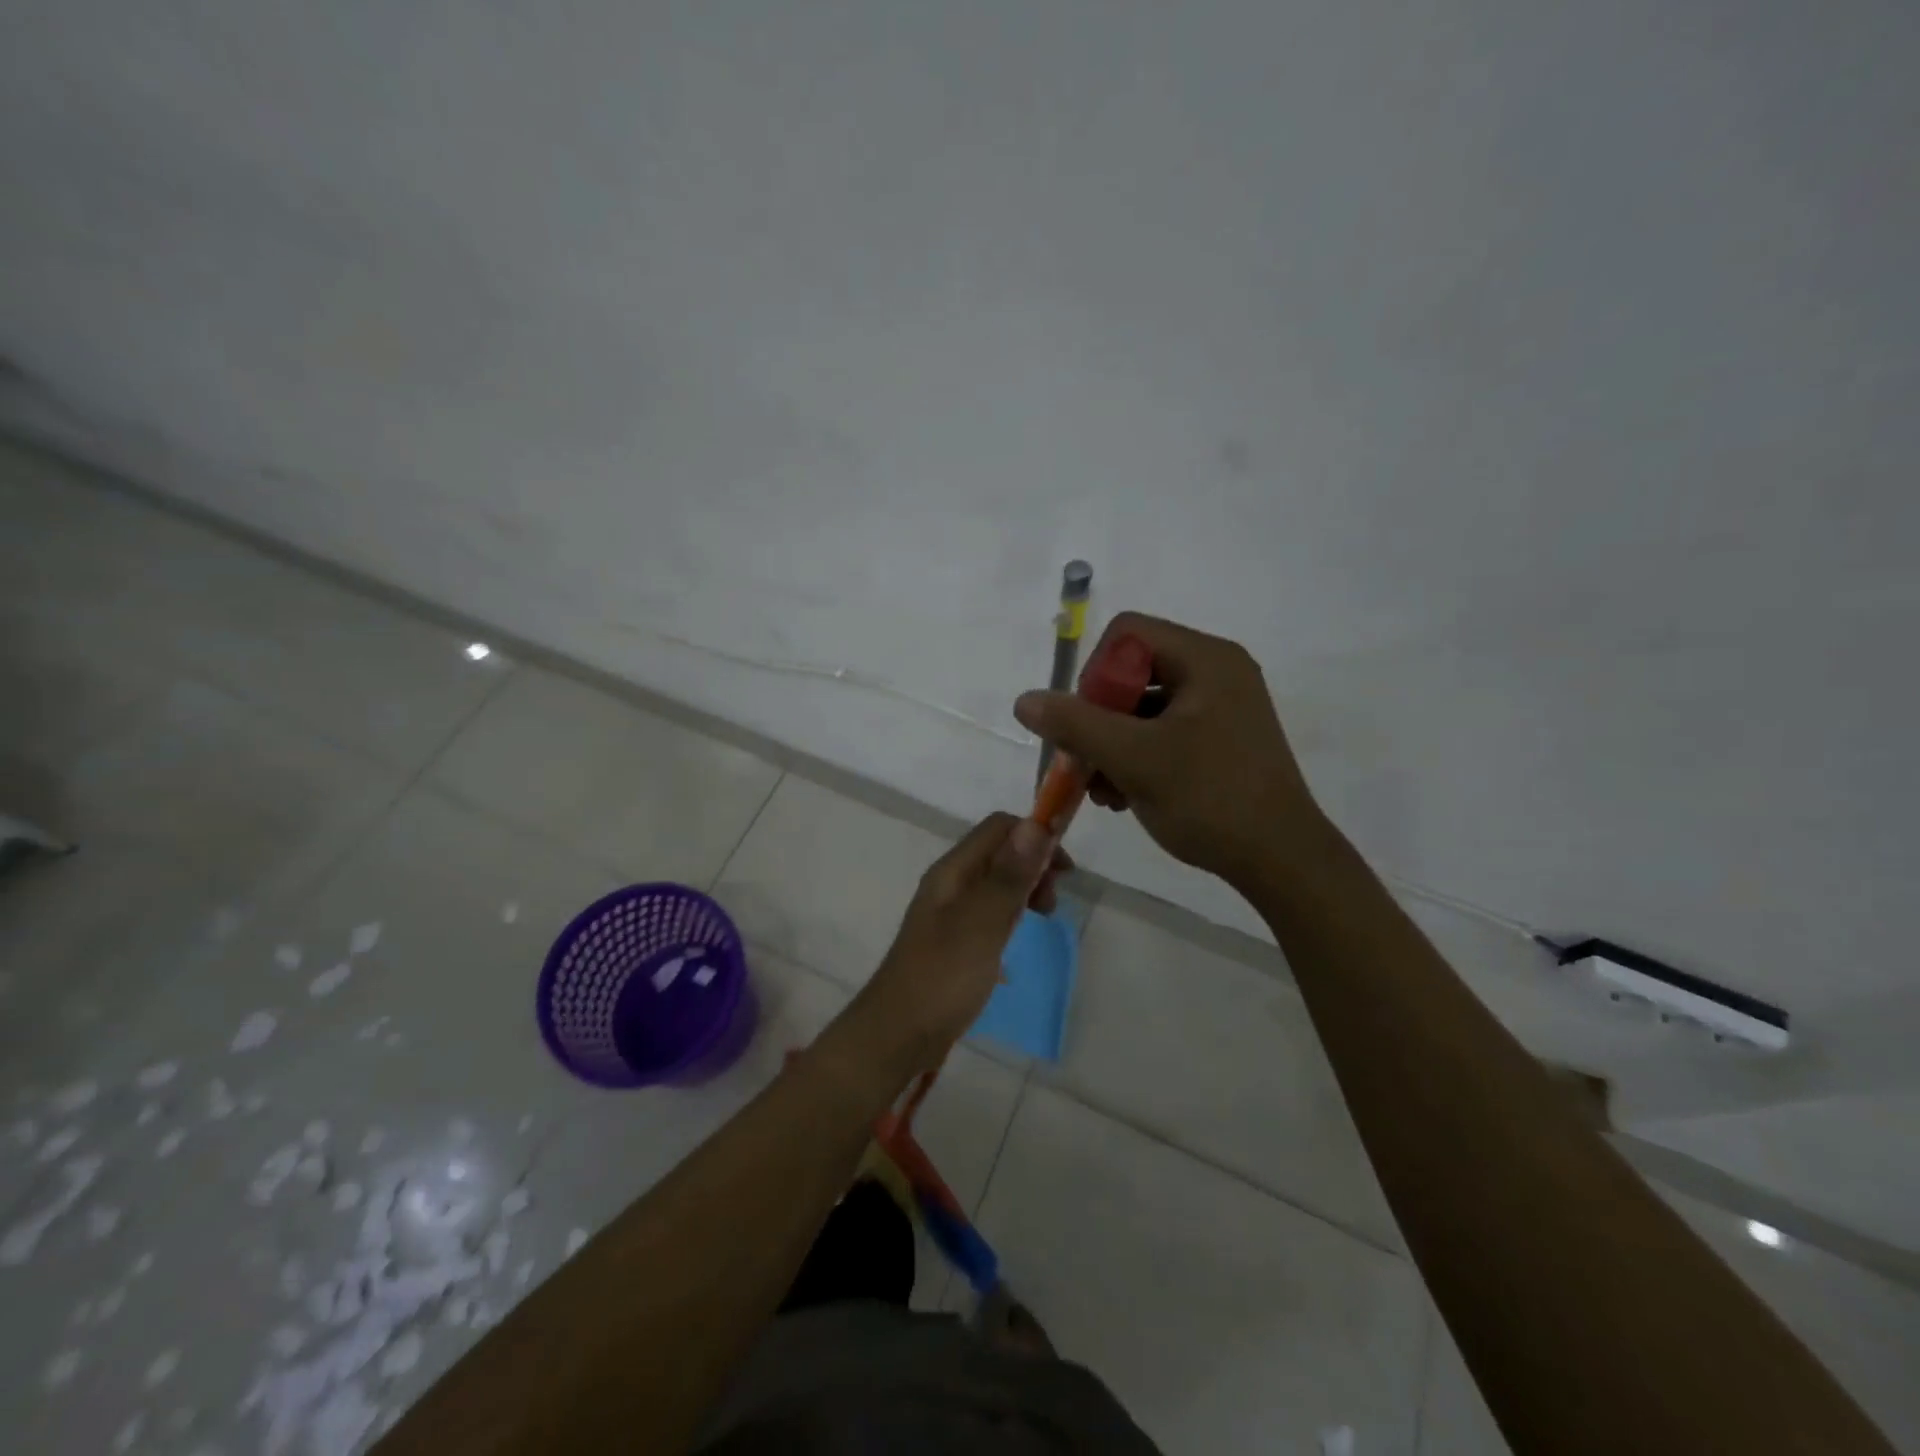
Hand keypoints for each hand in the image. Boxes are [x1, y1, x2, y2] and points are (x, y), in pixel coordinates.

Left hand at [841, 813, 1068, 1075]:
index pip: (999, 827)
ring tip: (1042, 919)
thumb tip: (1036, 824)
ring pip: (996, 882)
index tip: (1065, 872)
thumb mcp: (982, 924)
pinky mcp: (953, 939)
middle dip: (1033, 865)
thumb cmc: (942, 977)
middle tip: (1051, 904)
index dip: (1036, 836)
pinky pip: (989, 911)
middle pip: (999, 852)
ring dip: (1024, 890)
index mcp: (953, 871)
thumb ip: (1008, 876)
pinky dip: (1011, 914)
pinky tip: (1018, 940)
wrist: (898, 1033)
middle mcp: (950, 882)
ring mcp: (949, 911)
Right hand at [1013, 612, 1324, 889]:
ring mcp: (1220, 707)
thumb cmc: (1209, 798)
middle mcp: (1215, 672)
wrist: (1280, 860)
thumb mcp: (1133, 758)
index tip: (1086, 723)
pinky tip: (1122, 797)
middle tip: (1085, 764)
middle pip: (1130, 672)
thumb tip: (1024, 700)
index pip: (1126, 633)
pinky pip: (1161, 732)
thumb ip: (1074, 724)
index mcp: (1205, 659)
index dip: (1094, 673)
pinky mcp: (1219, 739)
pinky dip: (1135, 758)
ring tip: (1102, 793)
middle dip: (1097, 720)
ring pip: (1141, 708)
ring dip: (1110, 746)